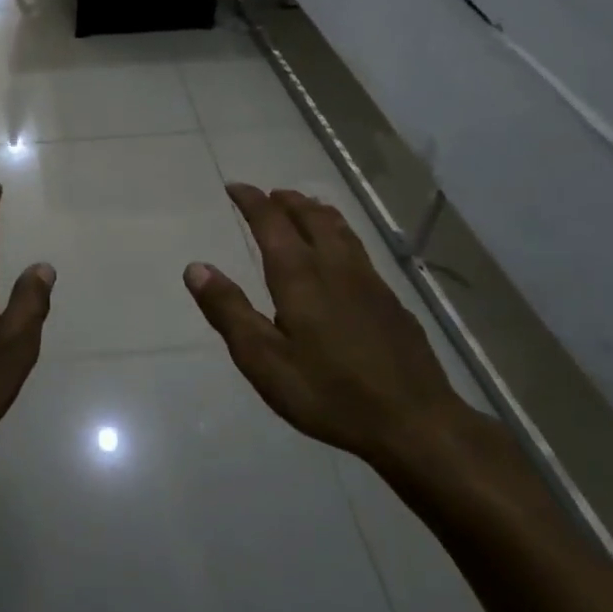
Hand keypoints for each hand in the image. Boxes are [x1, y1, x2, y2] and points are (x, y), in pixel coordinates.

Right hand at [183, 184, 471, 468]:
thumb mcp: (263, 359)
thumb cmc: (329, 393)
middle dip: (287, 201)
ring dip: (317, 212)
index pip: (271, 222)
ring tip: (305, 208)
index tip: (235, 187)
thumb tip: (196, 267)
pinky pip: (360, 251)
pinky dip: (341, 236)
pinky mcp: (392, 303)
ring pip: (341, 230)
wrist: (416, 424)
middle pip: (311, 217)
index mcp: (299, 275)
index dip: (251, 201)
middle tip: (270, 195)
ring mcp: (370, 283)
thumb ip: (228, 311)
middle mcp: (335, 267)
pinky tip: (343, 258)